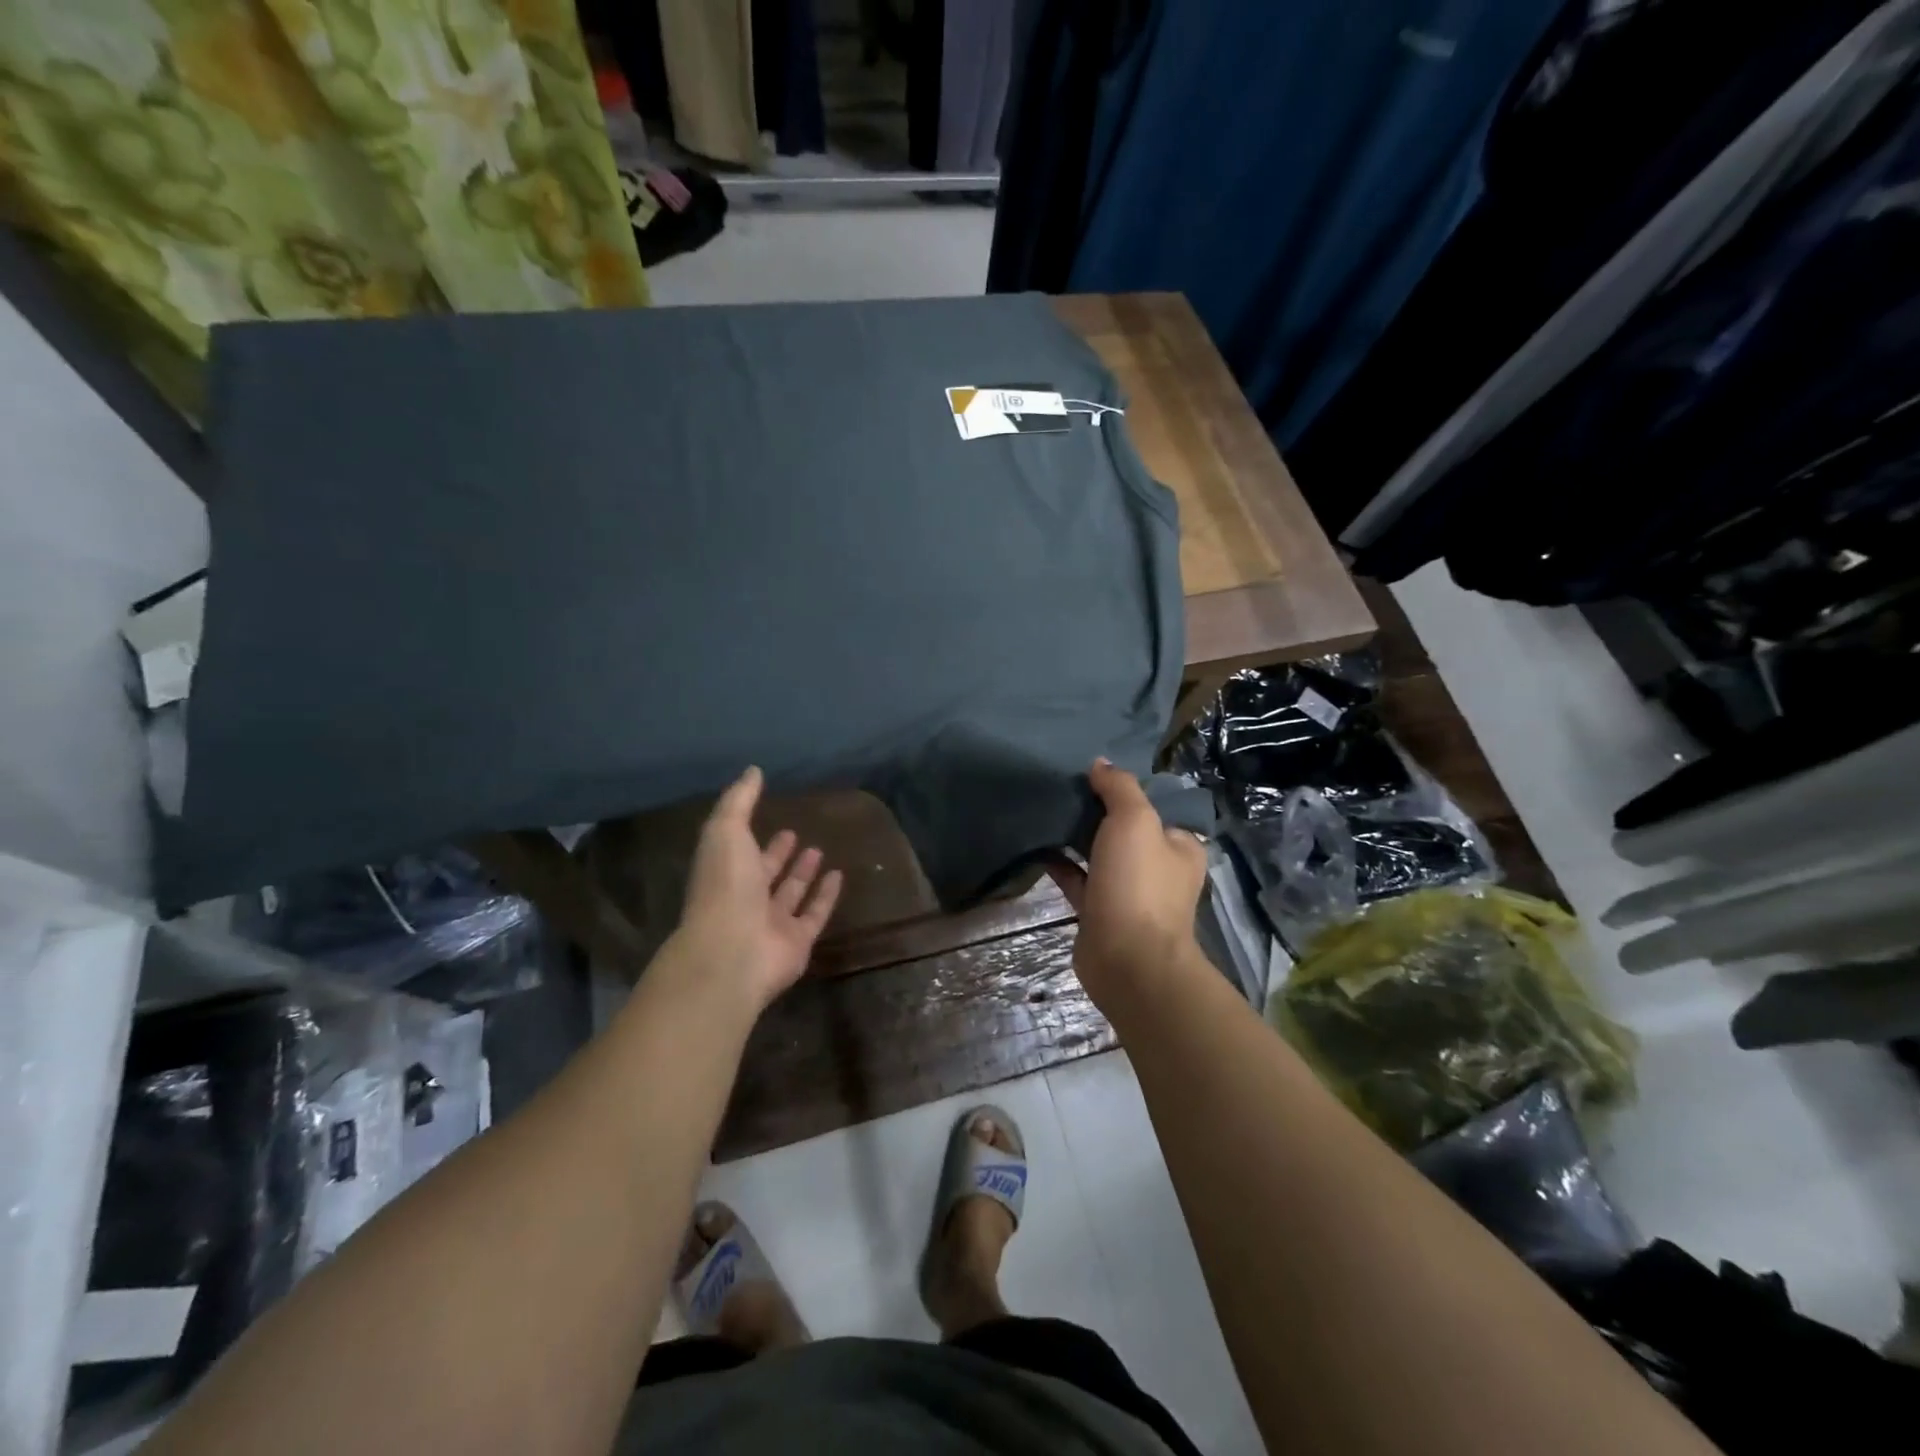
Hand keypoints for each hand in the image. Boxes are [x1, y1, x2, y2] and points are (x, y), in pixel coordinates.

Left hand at [668, 766, 843, 1011]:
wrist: (732, 949)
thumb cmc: (725, 886)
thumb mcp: (725, 831)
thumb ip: (739, 801)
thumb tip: (753, 770)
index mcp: (725, 875)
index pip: (743, 853)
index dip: (759, 839)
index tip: (778, 822)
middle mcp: (746, 899)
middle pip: (766, 875)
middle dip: (779, 856)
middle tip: (797, 834)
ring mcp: (772, 923)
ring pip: (791, 895)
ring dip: (803, 874)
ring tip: (819, 850)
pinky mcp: (798, 941)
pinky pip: (815, 914)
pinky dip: (826, 897)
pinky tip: (840, 876)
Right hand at [1046, 759, 1207, 1004]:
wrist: (1127, 961)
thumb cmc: (1139, 884)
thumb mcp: (1134, 821)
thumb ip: (1119, 788)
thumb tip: (1101, 763)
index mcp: (1179, 846)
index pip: (1153, 808)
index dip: (1123, 790)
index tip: (1091, 773)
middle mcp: (1158, 869)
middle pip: (1124, 830)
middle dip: (1096, 811)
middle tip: (1062, 787)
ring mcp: (1129, 893)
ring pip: (1099, 855)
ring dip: (1076, 837)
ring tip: (1046, 809)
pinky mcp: (1100, 912)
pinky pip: (1078, 879)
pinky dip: (1061, 864)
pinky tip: (1037, 846)